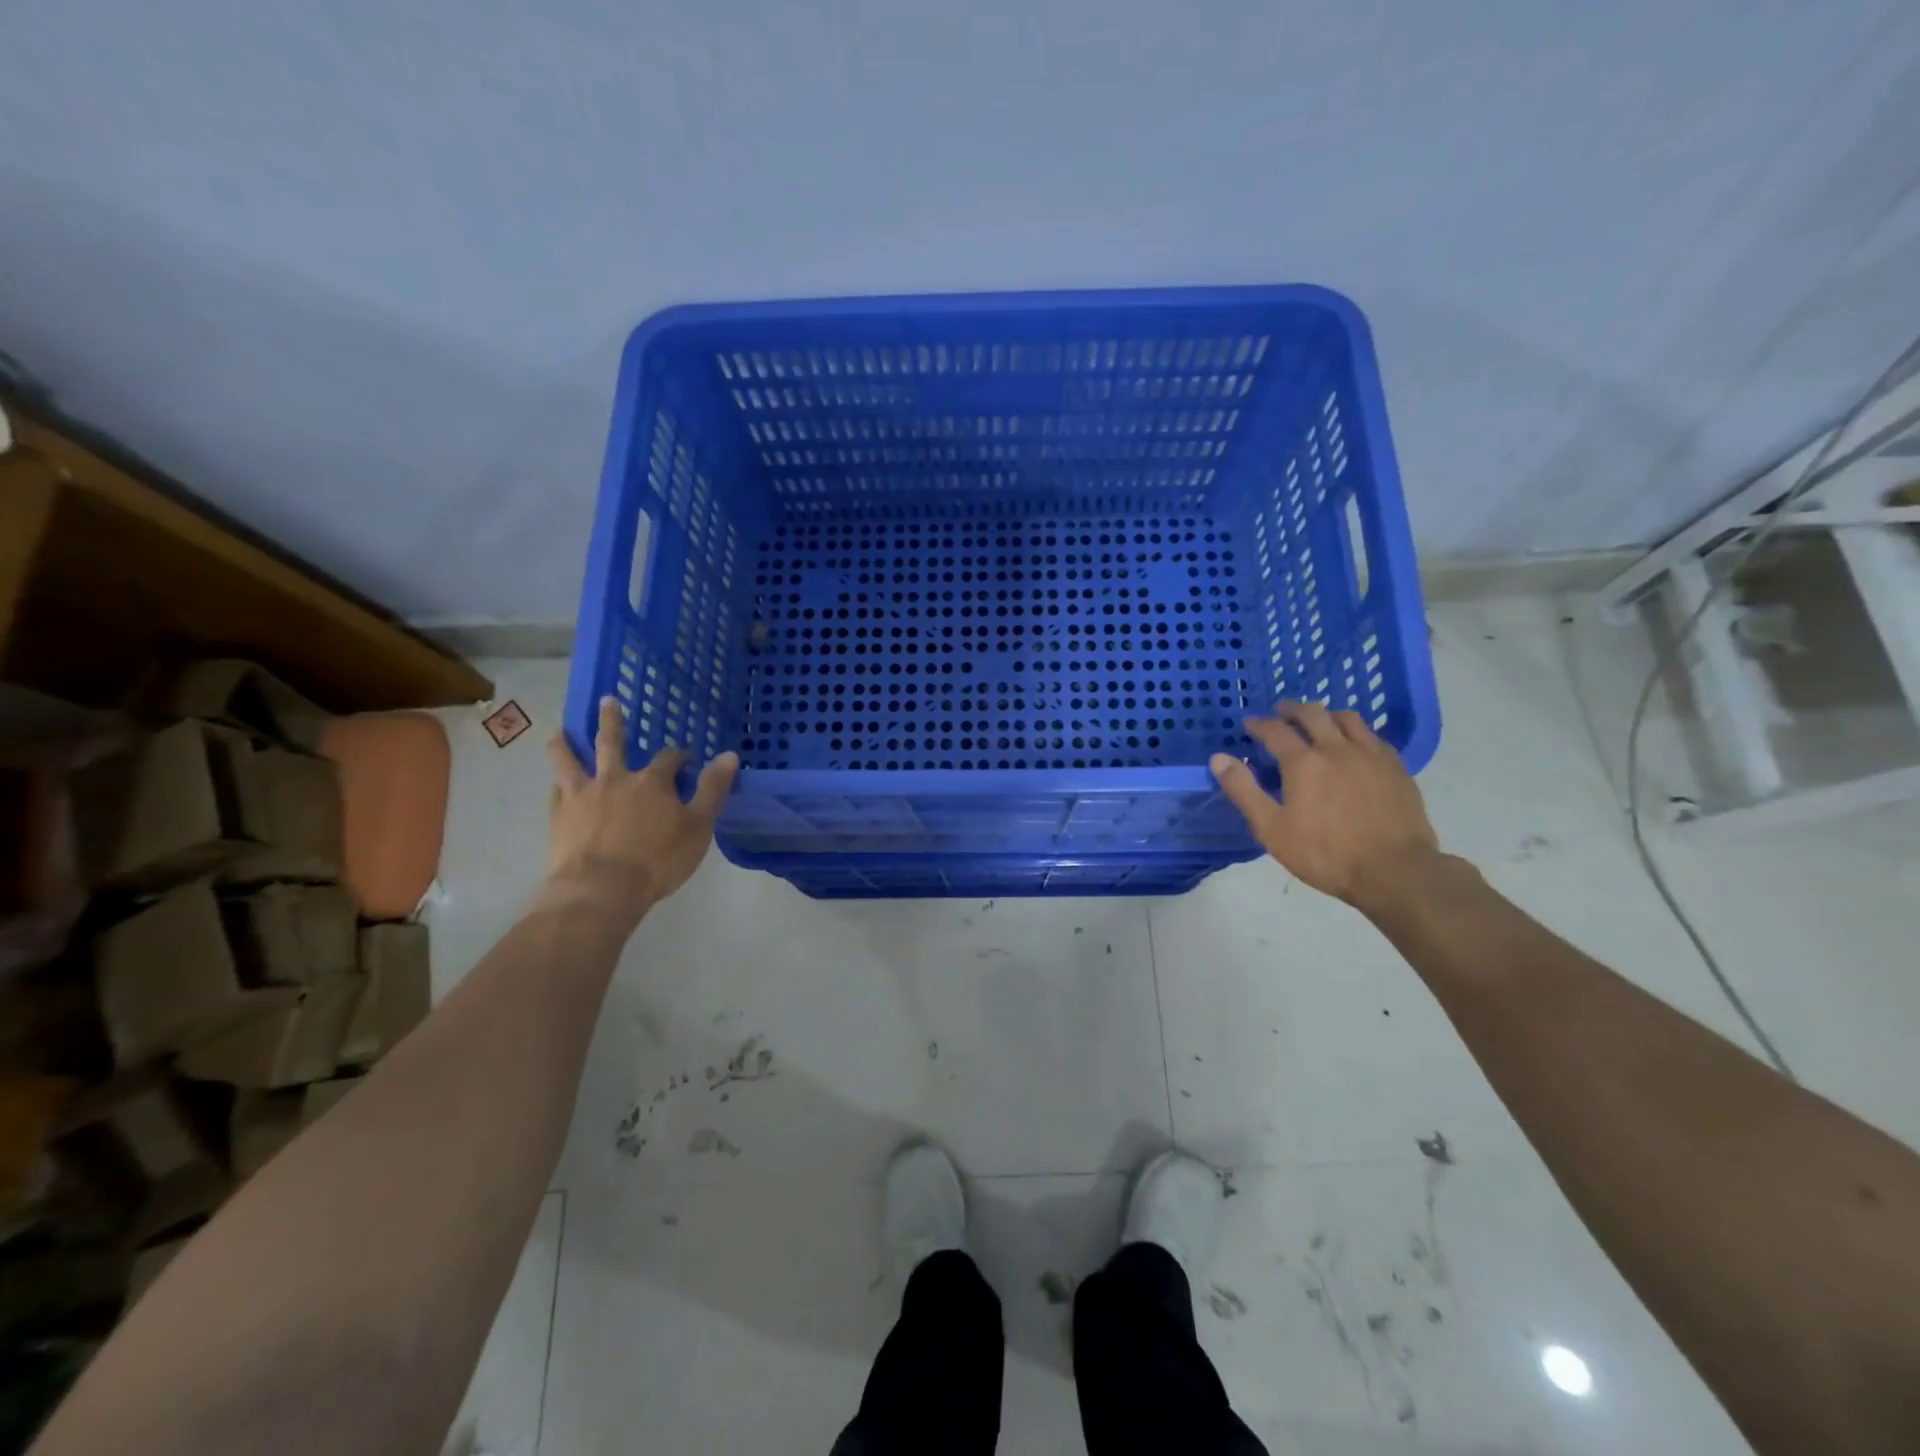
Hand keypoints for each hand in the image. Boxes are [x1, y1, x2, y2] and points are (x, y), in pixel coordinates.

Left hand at [540, 696, 739, 923]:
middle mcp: (615, 779)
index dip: (679, 756)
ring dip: (565, 744)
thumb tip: (729, 755)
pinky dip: (557, 786)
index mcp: (652, 782)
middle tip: (607, 701)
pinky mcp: (559, 818)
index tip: (686, 761)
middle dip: (612, 721)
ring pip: (569, 761)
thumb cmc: (657, 860)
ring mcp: (582, 796)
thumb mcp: (698, 826)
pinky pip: (556, 793)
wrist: (600, 890)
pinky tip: (557, 786)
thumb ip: (713, 790)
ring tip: (559, 732)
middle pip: (611, 742)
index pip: (669, 758)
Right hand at [1210, 700, 1439, 909]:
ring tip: (1318, 721)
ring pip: (1347, 718)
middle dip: (1292, 709)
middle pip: (1313, 714)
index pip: (1276, 731)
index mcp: (1304, 762)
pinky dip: (1355, 731)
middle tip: (1281, 712)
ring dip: (1326, 714)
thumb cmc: (1325, 854)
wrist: (1395, 871)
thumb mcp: (1271, 828)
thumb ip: (1244, 791)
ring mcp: (1371, 755)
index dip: (1259, 724)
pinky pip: (1373, 736)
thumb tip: (1218, 758)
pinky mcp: (1396, 767)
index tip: (1250, 723)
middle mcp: (1337, 748)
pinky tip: (1354, 744)